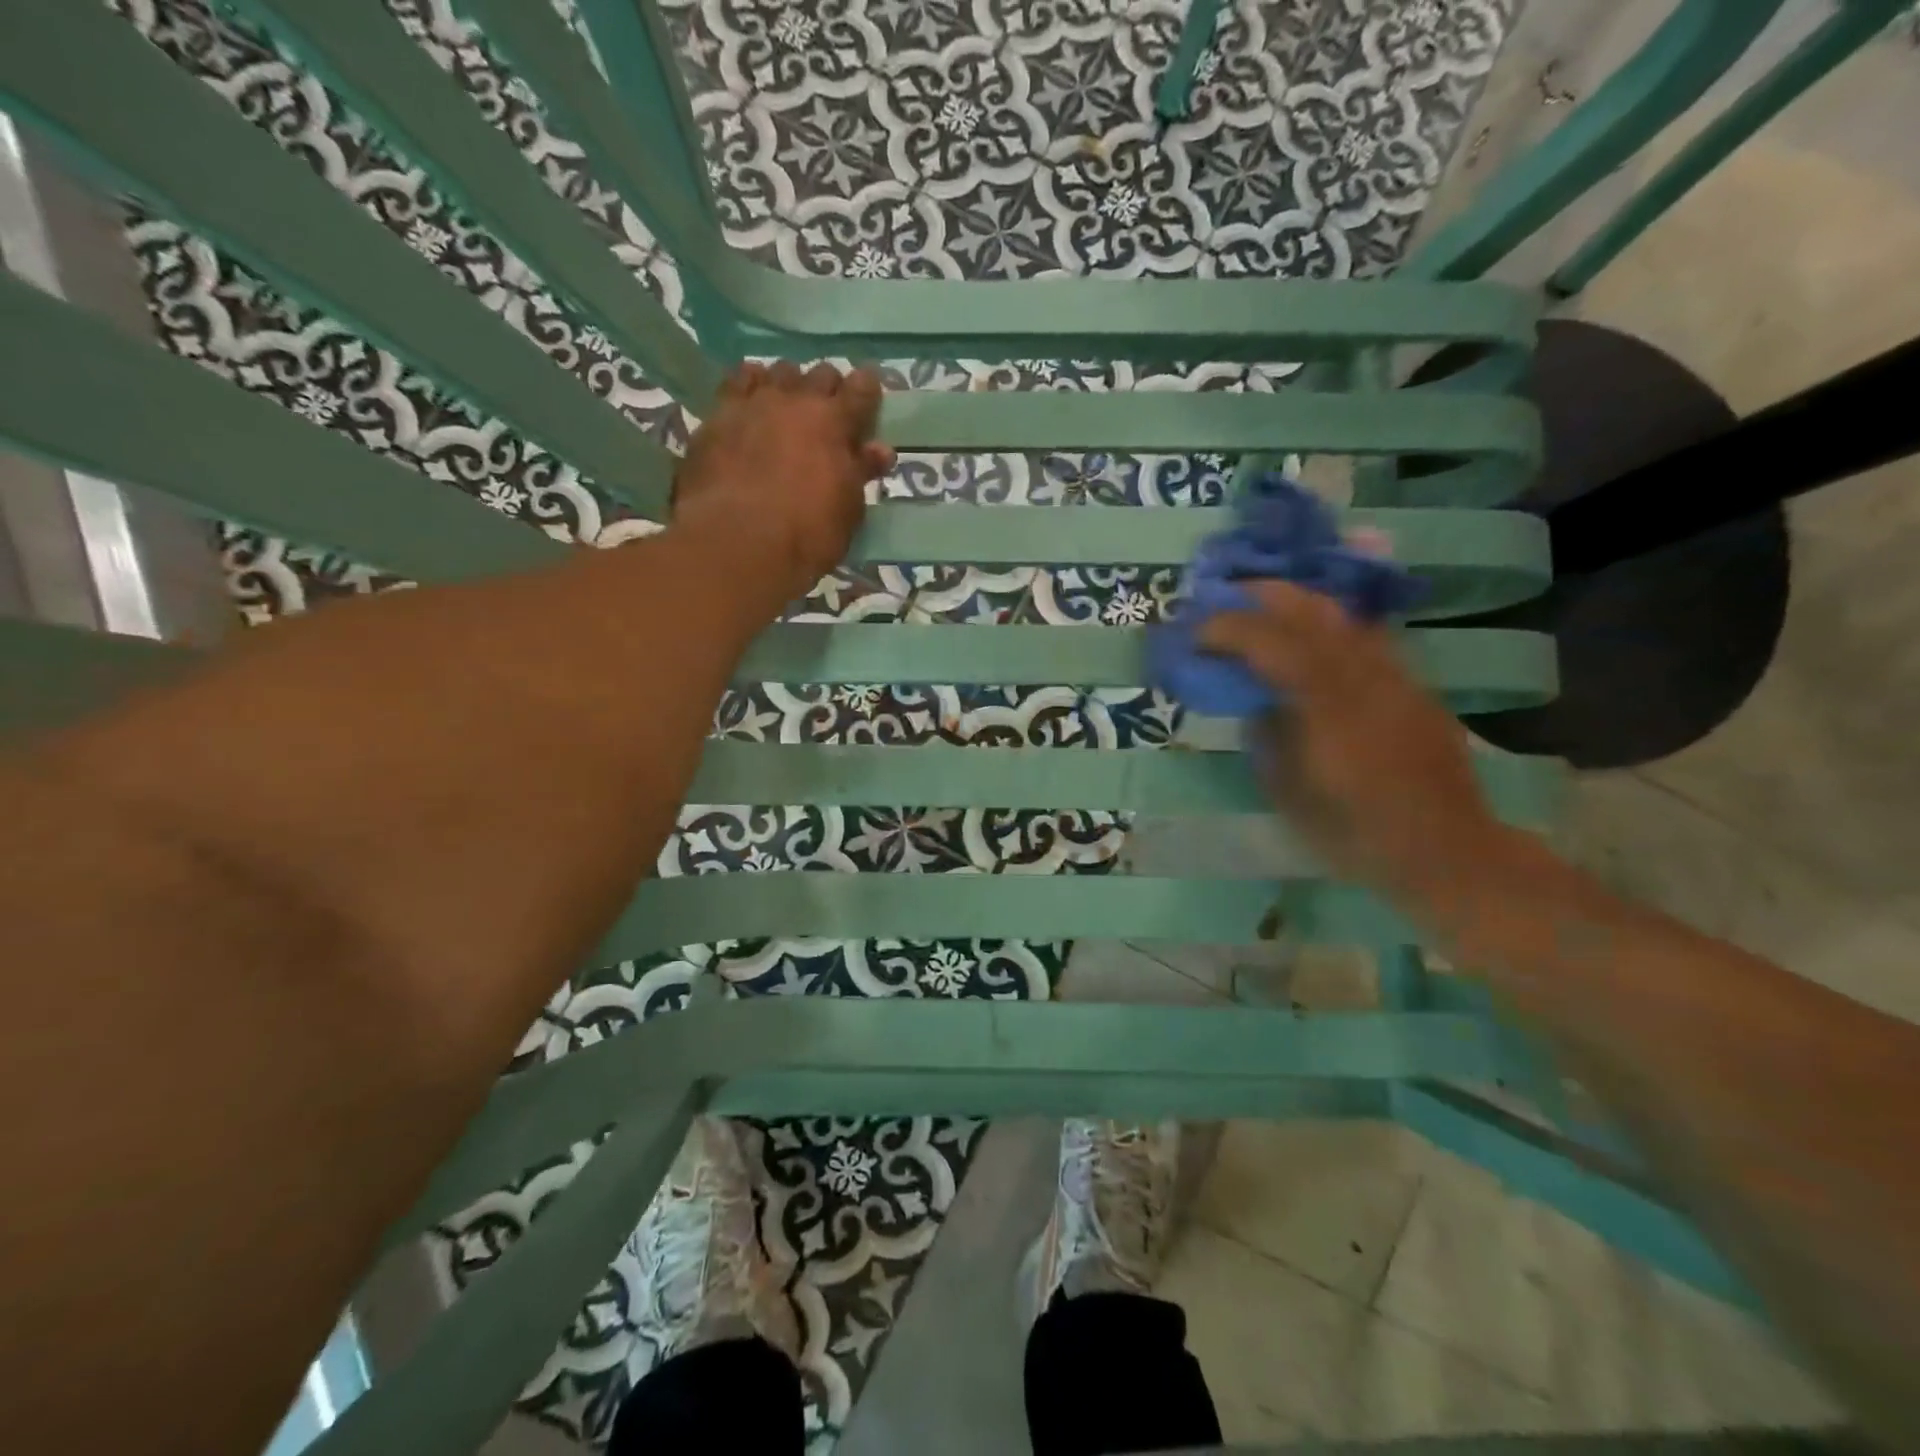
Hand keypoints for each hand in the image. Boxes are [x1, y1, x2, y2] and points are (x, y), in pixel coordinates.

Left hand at [673, 362, 895, 598]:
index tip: (870, 395)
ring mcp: (754, 403)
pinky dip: (749, 385)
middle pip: (820, 374)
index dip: (869, 389)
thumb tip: (879, 451)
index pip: (862, 389)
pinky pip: (737, 382)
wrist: (738, 542)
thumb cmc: (807, 534)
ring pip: (778, 372)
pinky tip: (750, 401)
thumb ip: (861, 473)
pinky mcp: (717, 415)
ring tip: (787, 405)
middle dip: (829, 389)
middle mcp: (796, 400)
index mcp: (836, 422)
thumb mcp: (848, 511)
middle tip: (829, 413)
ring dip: (789, 384)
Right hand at [1198, 581, 1506, 897]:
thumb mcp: (1288, 794)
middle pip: (1312, 610)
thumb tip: (1256, 703)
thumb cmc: (1355, 834)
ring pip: (1342, 615)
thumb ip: (1266, 736)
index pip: (1273, 643)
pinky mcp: (1412, 684)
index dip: (1228, 628)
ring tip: (1260, 608)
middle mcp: (1365, 678)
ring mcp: (1395, 675)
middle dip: (1261, 596)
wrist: (1446, 850)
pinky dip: (1326, 626)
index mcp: (1328, 708)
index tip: (1195, 634)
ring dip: (1294, 603)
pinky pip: (1364, 636)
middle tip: (1222, 601)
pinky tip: (1309, 638)